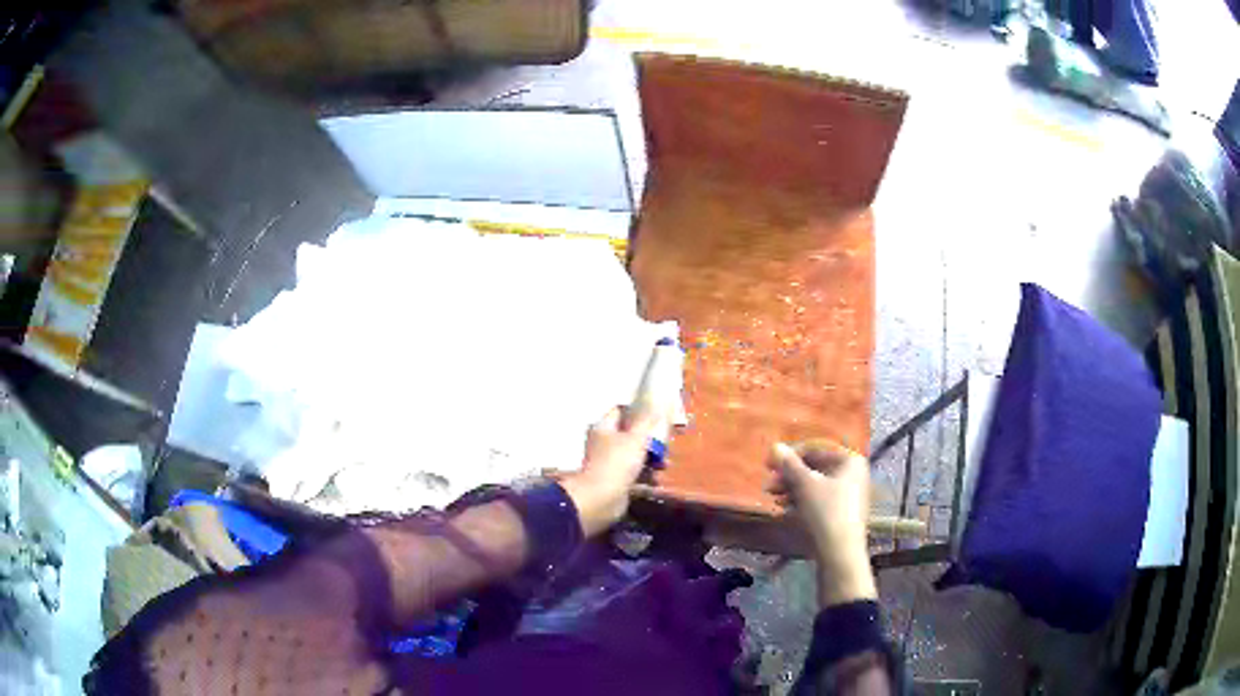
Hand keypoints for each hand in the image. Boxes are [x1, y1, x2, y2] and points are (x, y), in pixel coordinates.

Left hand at [561, 407, 662, 536]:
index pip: (620, 411)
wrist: (602, 498)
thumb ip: (647, 420)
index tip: (657, 417)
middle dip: (648, 440)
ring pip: (632, 455)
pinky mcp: (613, 480)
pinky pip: (632, 473)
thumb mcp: (637, 437)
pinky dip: (644, 475)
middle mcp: (602, 442)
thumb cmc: (617, 462)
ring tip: (664, 464)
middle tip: (665, 444)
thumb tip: (656, 401)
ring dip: (649, 459)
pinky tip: (656, 479)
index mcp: (603, 427)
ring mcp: (606, 462)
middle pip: (628, 434)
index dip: (638, 411)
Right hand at [767, 440, 876, 607]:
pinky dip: (802, 501)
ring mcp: (849, 496)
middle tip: (768, 484)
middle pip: (816, 468)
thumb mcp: (805, 485)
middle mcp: (853, 474)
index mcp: (850, 461)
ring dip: (792, 489)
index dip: (790, 455)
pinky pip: (820, 500)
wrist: (840, 553)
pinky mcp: (842, 514)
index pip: (817, 449)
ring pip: (816, 485)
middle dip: (790, 475)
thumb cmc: (826, 512)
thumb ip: (789, 464)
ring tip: (773, 498)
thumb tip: (775, 446)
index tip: (768, 464)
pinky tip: (785, 509)